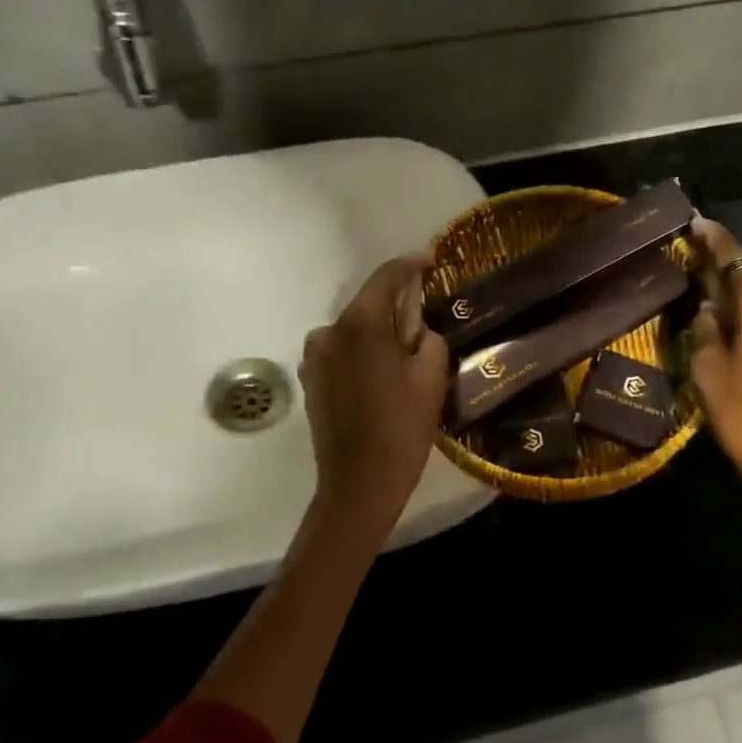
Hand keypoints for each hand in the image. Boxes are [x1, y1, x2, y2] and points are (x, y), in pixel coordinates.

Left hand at [300, 252, 450, 526]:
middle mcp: (329, 331)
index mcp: (360, 324)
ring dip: (377, 332)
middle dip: (395, 304)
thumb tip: (417, 329)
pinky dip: (361, 353)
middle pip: (367, 304)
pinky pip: (341, 353)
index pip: (386, 277)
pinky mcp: (311, 381)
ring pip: (353, 331)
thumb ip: (427, 338)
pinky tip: (381, 374)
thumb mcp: (431, 377)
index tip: (431, 258)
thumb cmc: (401, 427)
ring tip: (404, 351)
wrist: (359, 483)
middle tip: (425, 311)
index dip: (411, 264)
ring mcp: (314, 358)